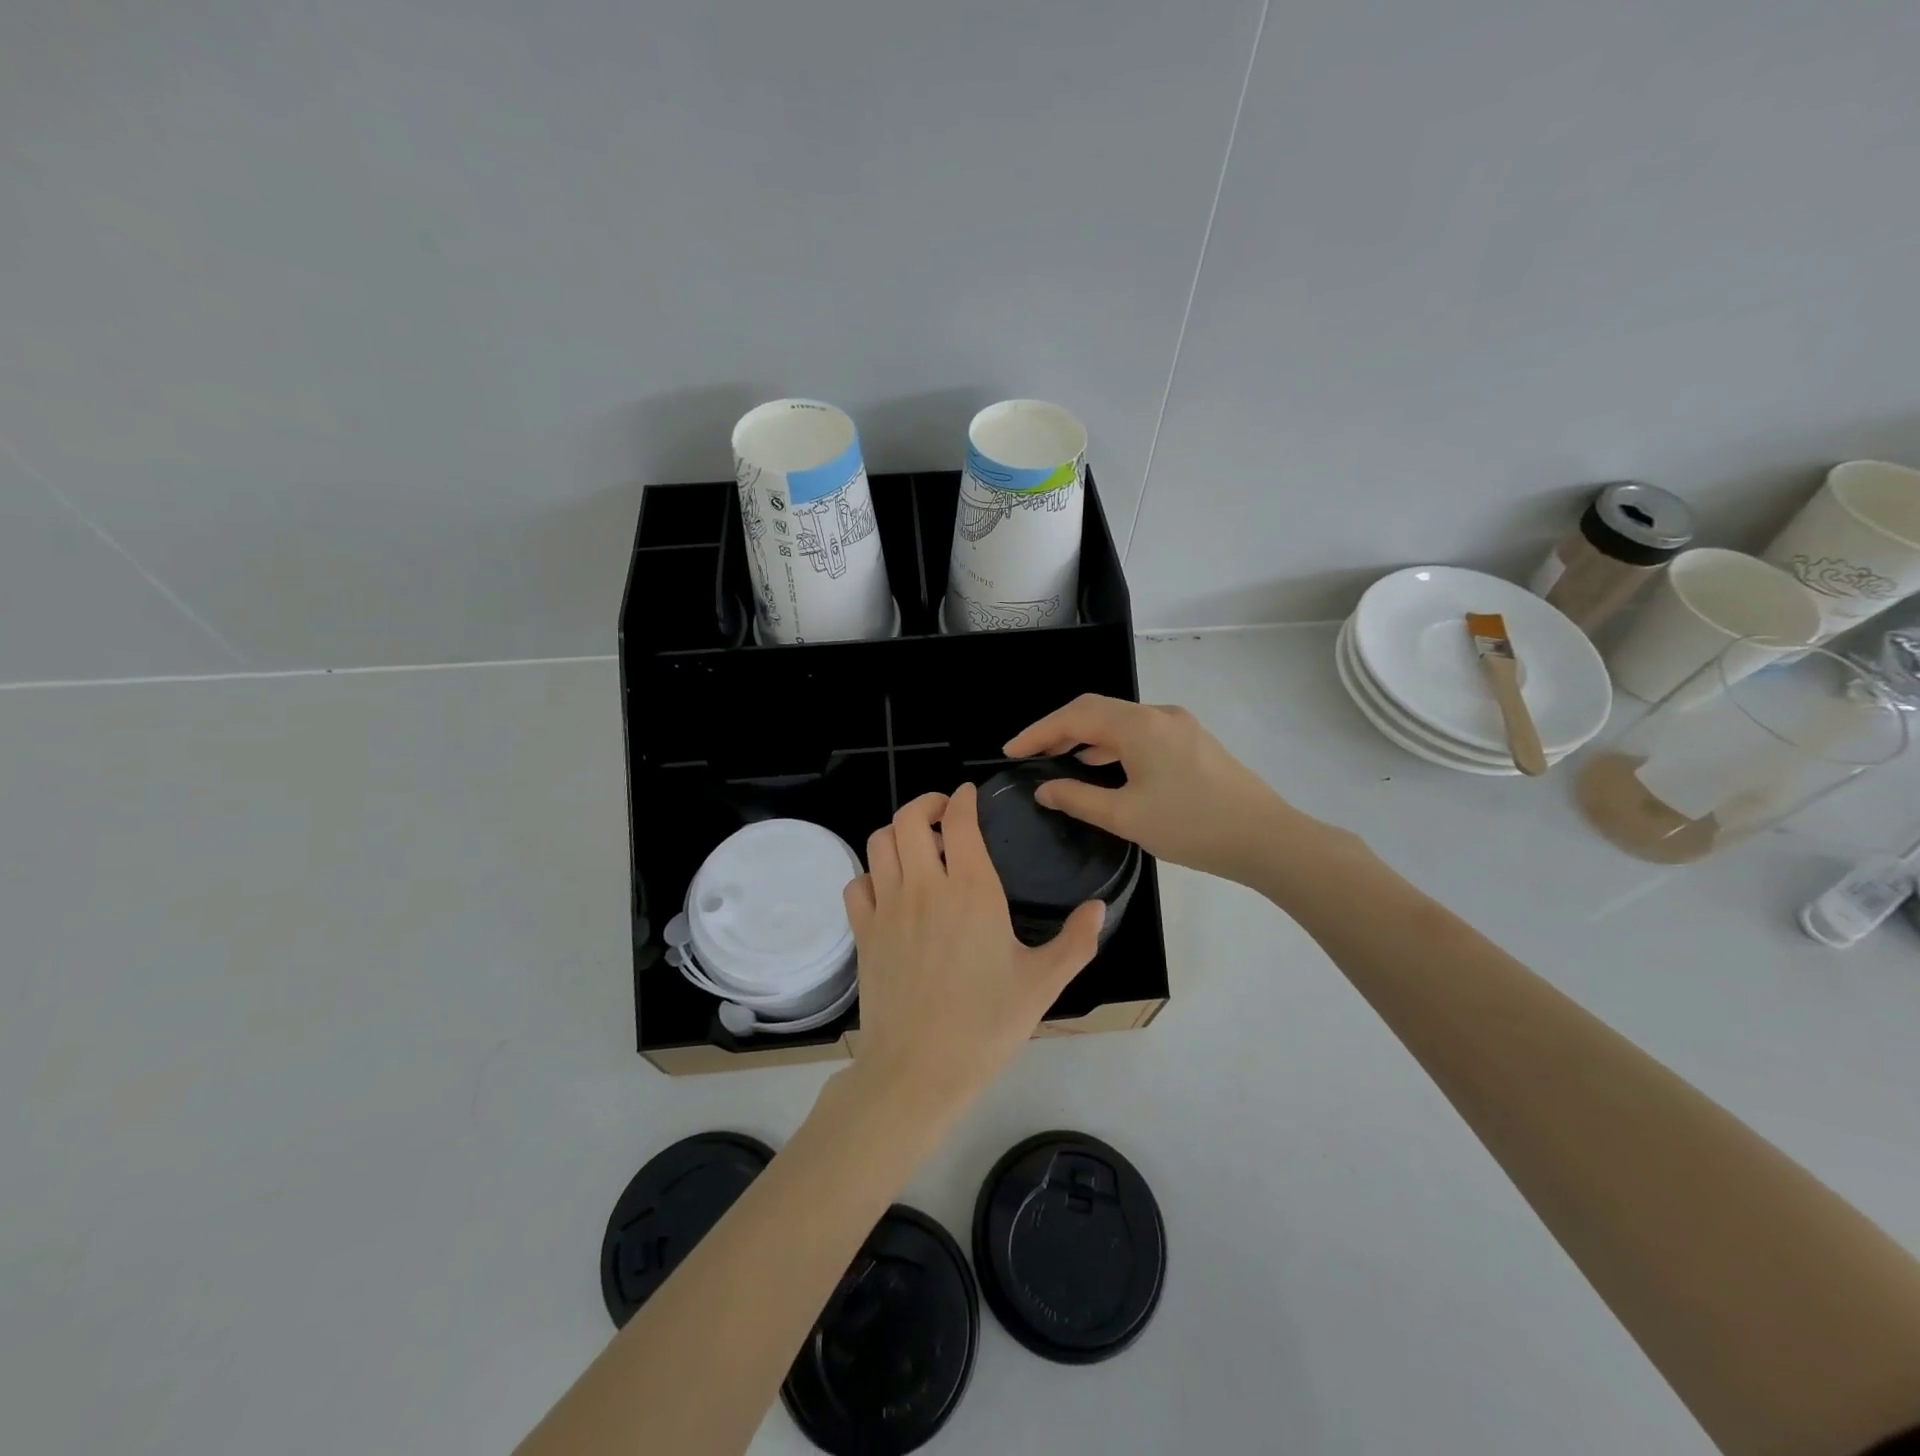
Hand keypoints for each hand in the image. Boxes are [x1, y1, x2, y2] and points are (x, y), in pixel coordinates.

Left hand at [843, 786, 1104, 1115]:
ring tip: (917, 846)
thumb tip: (1099, 908)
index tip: (968, 795)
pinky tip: (889, 889)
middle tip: (943, 813)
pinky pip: (858, 883)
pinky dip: (871, 874)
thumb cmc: (986, 1025)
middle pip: (909, 818)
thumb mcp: (1042, 984)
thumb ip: (1075, 941)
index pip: (959, 821)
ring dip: (898, 832)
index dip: (962, 799)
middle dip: (926, 804)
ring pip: (880, 843)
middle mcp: (924, 886)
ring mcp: (888, 907)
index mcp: (971, 890)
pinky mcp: (863, 932)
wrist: (919, 1069)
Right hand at [1004, 694, 1304, 885]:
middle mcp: (1159, 714)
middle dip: (1059, 729)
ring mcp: (1180, 726)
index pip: (1076, 716)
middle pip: (1097, 710)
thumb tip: (1044, 789)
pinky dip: (1112, 744)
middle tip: (1029, 754)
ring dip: (1086, 736)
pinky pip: (1140, 733)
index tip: (1010, 751)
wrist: (1267, 839)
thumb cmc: (1192, 827)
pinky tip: (1101, 765)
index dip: (1038, 731)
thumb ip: (1078, 798)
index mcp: (1140, 726)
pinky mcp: (1192, 741)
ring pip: (1120, 721)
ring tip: (1058, 759)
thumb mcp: (1126, 816)